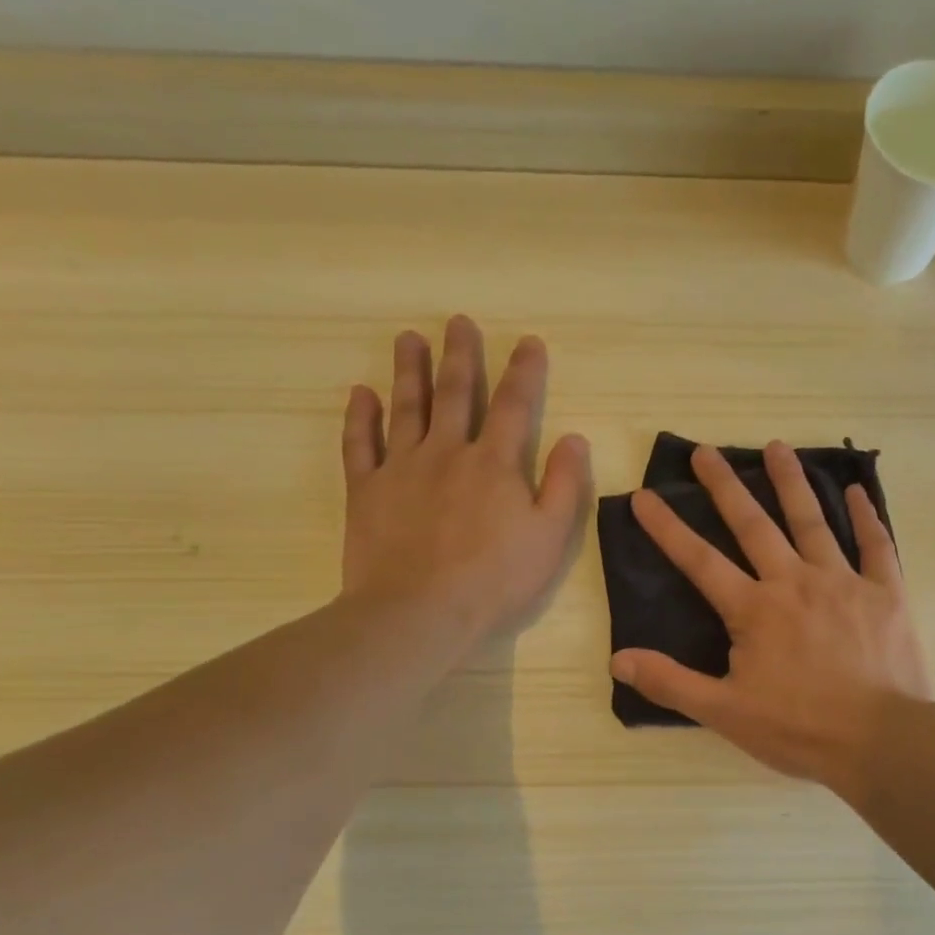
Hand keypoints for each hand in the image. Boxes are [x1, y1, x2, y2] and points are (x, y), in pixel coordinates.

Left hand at [338, 316, 590, 653]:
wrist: (420, 612)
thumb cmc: (495, 580)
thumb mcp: (550, 537)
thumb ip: (566, 485)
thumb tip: (574, 437)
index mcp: (495, 463)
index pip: (515, 405)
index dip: (524, 371)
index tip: (528, 342)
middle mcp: (447, 452)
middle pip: (456, 393)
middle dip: (461, 356)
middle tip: (458, 322)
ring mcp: (402, 468)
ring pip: (407, 408)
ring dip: (410, 371)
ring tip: (409, 339)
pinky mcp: (366, 491)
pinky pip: (360, 445)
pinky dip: (360, 417)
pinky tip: (361, 394)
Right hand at [610, 442, 931, 790]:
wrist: (882, 741)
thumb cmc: (799, 729)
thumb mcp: (725, 713)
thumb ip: (671, 682)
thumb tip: (618, 659)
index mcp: (754, 609)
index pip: (699, 560)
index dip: (668, 528)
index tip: (644, 495)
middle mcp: (794, 582)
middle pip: (753, 525)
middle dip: (725, 486)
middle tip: (705, 451)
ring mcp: (843, 582)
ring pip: (812, 521)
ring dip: (791, 482)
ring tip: (776, 447)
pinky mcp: (885, 593)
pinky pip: (876, 545)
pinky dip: (866, 516)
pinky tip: (856, 490)